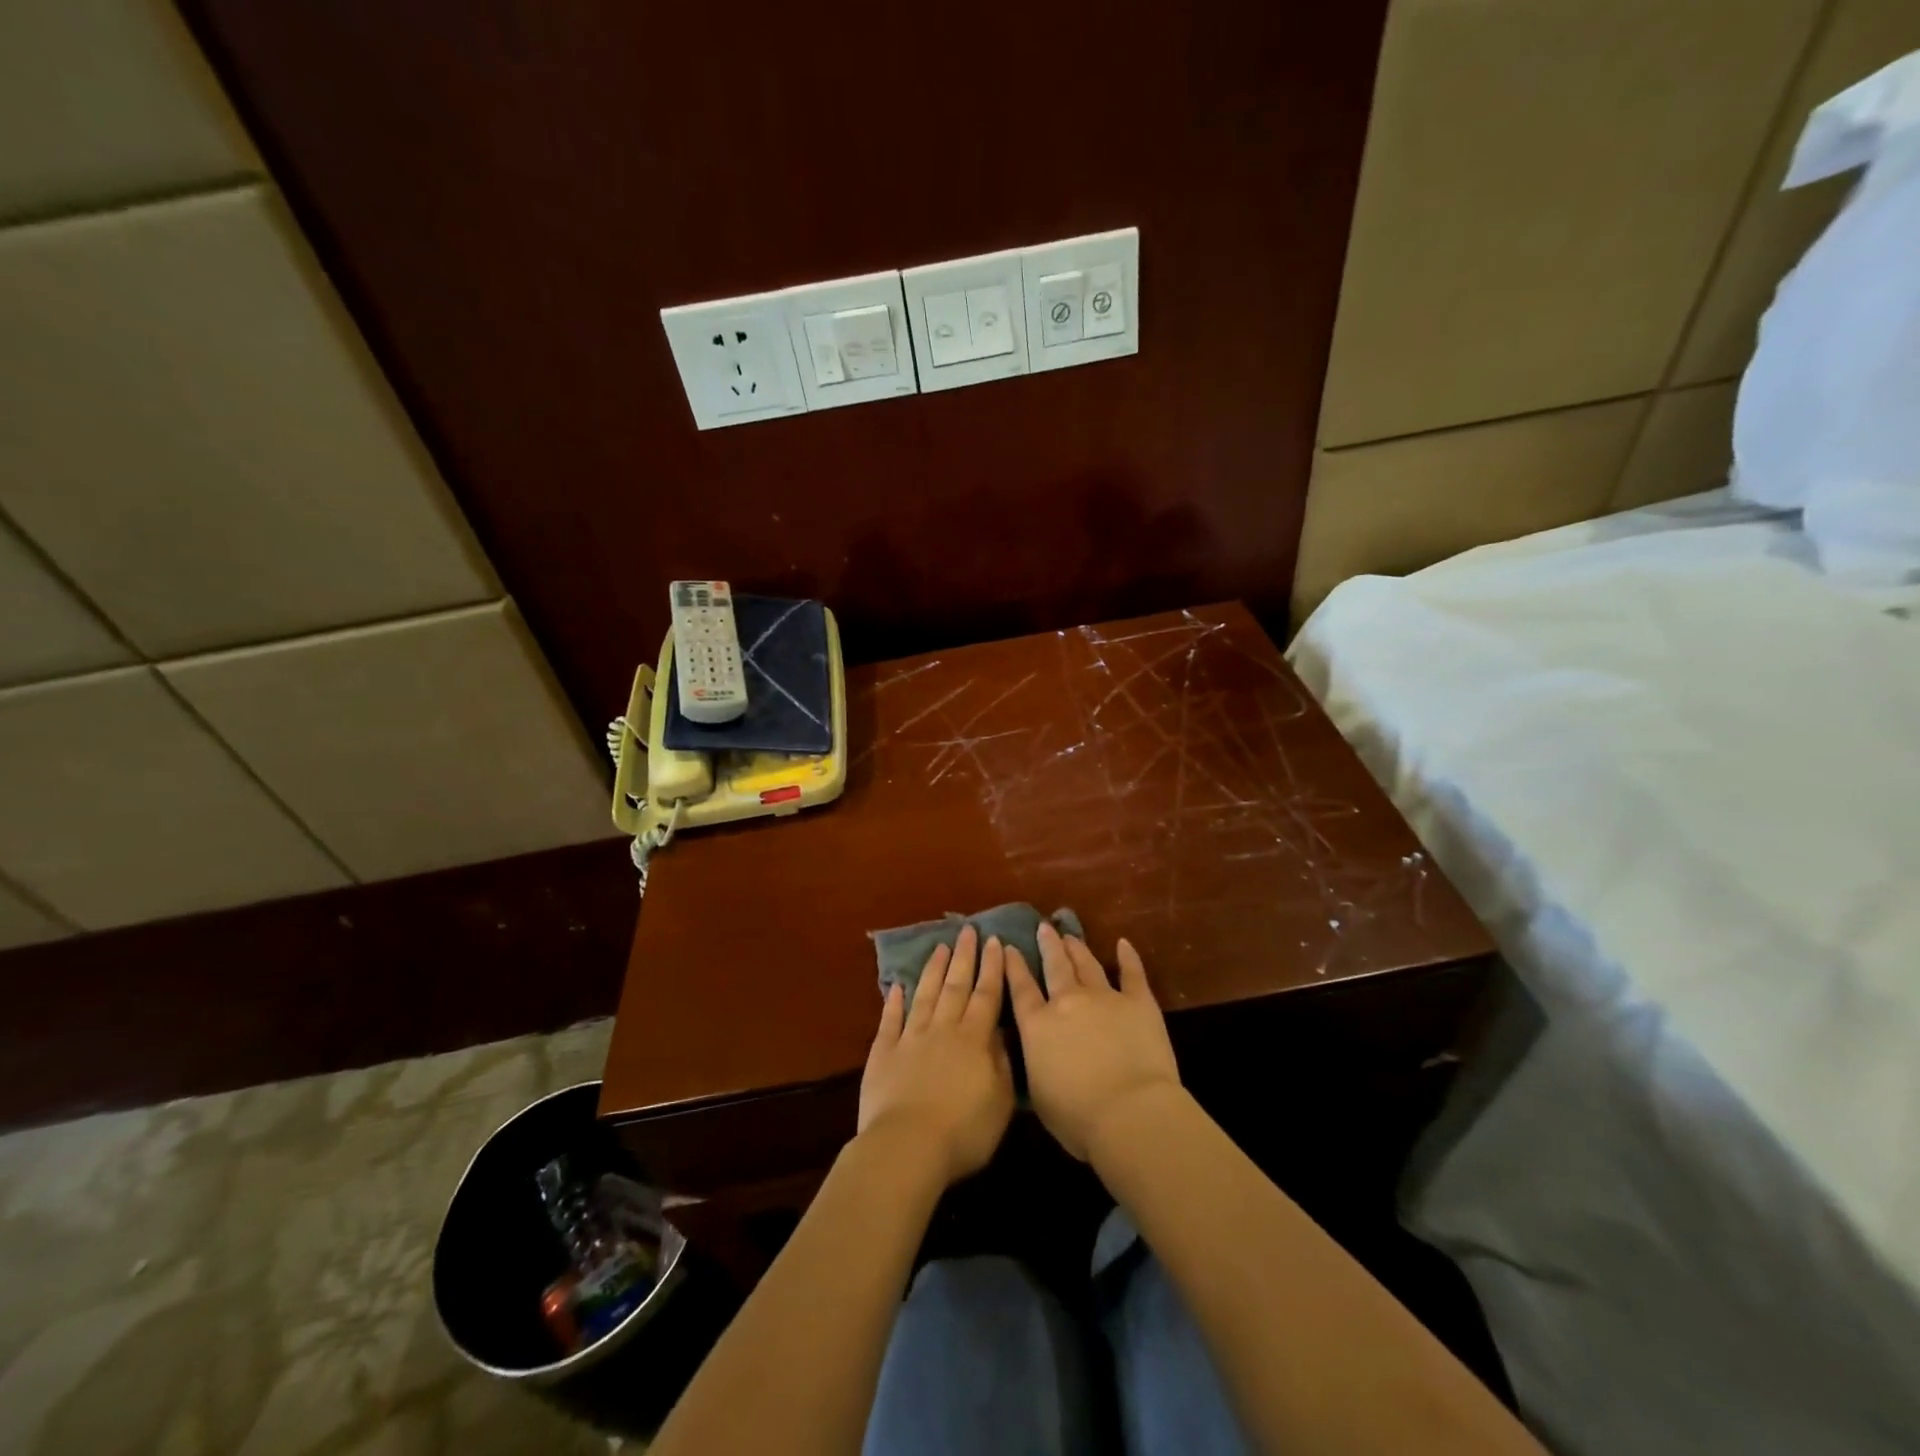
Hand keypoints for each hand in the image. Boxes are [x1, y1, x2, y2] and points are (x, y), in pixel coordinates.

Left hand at [858, 926, 1014, 1185]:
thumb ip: (1002, 1062)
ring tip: (940, 946)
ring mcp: (910, 1038)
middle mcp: (943, 1029)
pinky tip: (897, 986)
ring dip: (934, 970)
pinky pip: (890, 1020)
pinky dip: (894, 1002)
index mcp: (974, 1039)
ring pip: (925, 995)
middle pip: (956, 986)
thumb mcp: (1000, 1101)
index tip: (994, 941)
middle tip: (968, 930)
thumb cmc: (964, 1130)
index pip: (986, 995)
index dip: (992, 968)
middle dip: (964, 956)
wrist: (908, 1146)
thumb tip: (1001, 1032)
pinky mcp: (884, 1053)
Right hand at [1005, 922, 1181, 1160]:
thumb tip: (1035, 1051)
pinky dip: (1128, 957)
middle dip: (1047, 945)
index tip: (1010, 946)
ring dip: (1077, 947)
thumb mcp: (1039, 1094)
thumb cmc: (1077, 1118)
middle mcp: (1067, 1002)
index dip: (1014, 965)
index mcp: (1038, 1026)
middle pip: (1054, 966)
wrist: (1130, 1113)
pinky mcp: (1138, 1002)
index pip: (1021, 988)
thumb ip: (1035, 1063)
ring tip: (1070, 935)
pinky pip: (1132, 973)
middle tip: (1043, 927)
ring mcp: (1104, 997)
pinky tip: (1123, 943)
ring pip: (1086, 964)